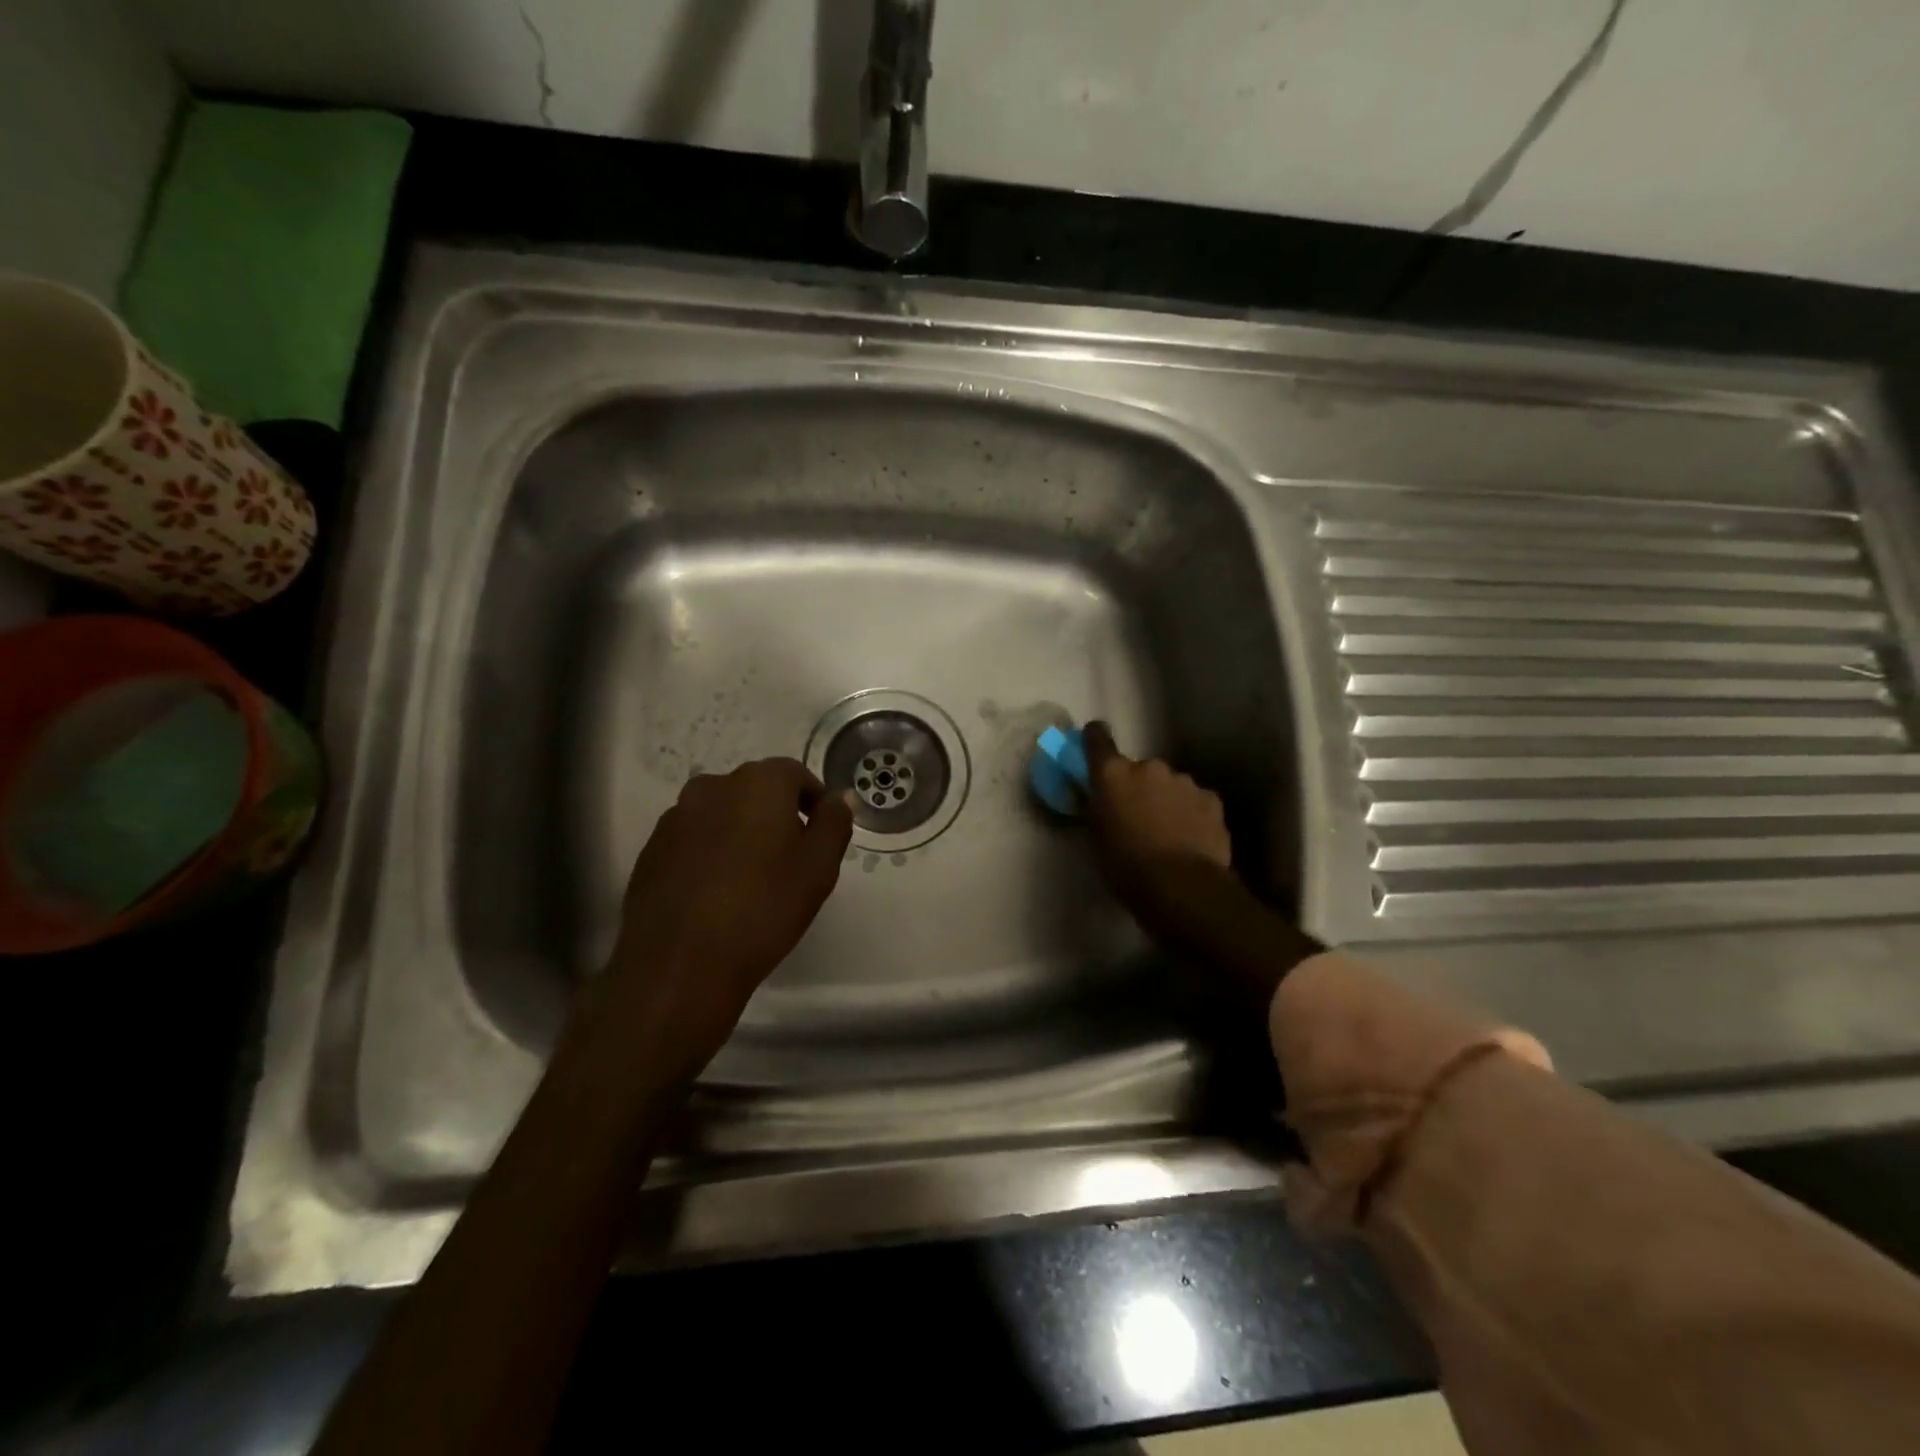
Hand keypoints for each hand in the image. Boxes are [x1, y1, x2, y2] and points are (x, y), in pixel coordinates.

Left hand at [597, 759, 853, 1080]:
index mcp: (758, 784)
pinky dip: (711, 852)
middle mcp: (713, 787)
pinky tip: (717, 892)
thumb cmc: (763, 909)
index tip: (821, 835)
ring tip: (752, 879)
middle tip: (792, 859)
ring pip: (722, 813)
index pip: (795, 774)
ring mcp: (676, 817)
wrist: (680, 964)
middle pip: (756, 790)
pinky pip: (694, 838)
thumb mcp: (818, 868)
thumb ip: (834, 823)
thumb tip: (840, 797)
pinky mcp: (651, 849)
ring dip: (741, 832)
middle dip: (777, 815)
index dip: (813, 801)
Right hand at [1082, 721, 1232, 947]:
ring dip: (1165, 799)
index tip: (1094, 740)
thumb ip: (1096, 810)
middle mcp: (1149, 768)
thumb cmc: (1127, 868)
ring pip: (1169, 784)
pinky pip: (1194, 800)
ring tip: (1167, 832)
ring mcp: (1184, 781)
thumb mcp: (1096, 840)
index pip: (1098, 739)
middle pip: (1139, 769)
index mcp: (1113, 775)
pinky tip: (1190, 838)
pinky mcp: (1211, 799)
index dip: (1094, 738)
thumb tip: (1095, 798)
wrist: (1183, 889)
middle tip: (1136, 815)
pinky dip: (1190, 812)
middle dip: (1137, 786)